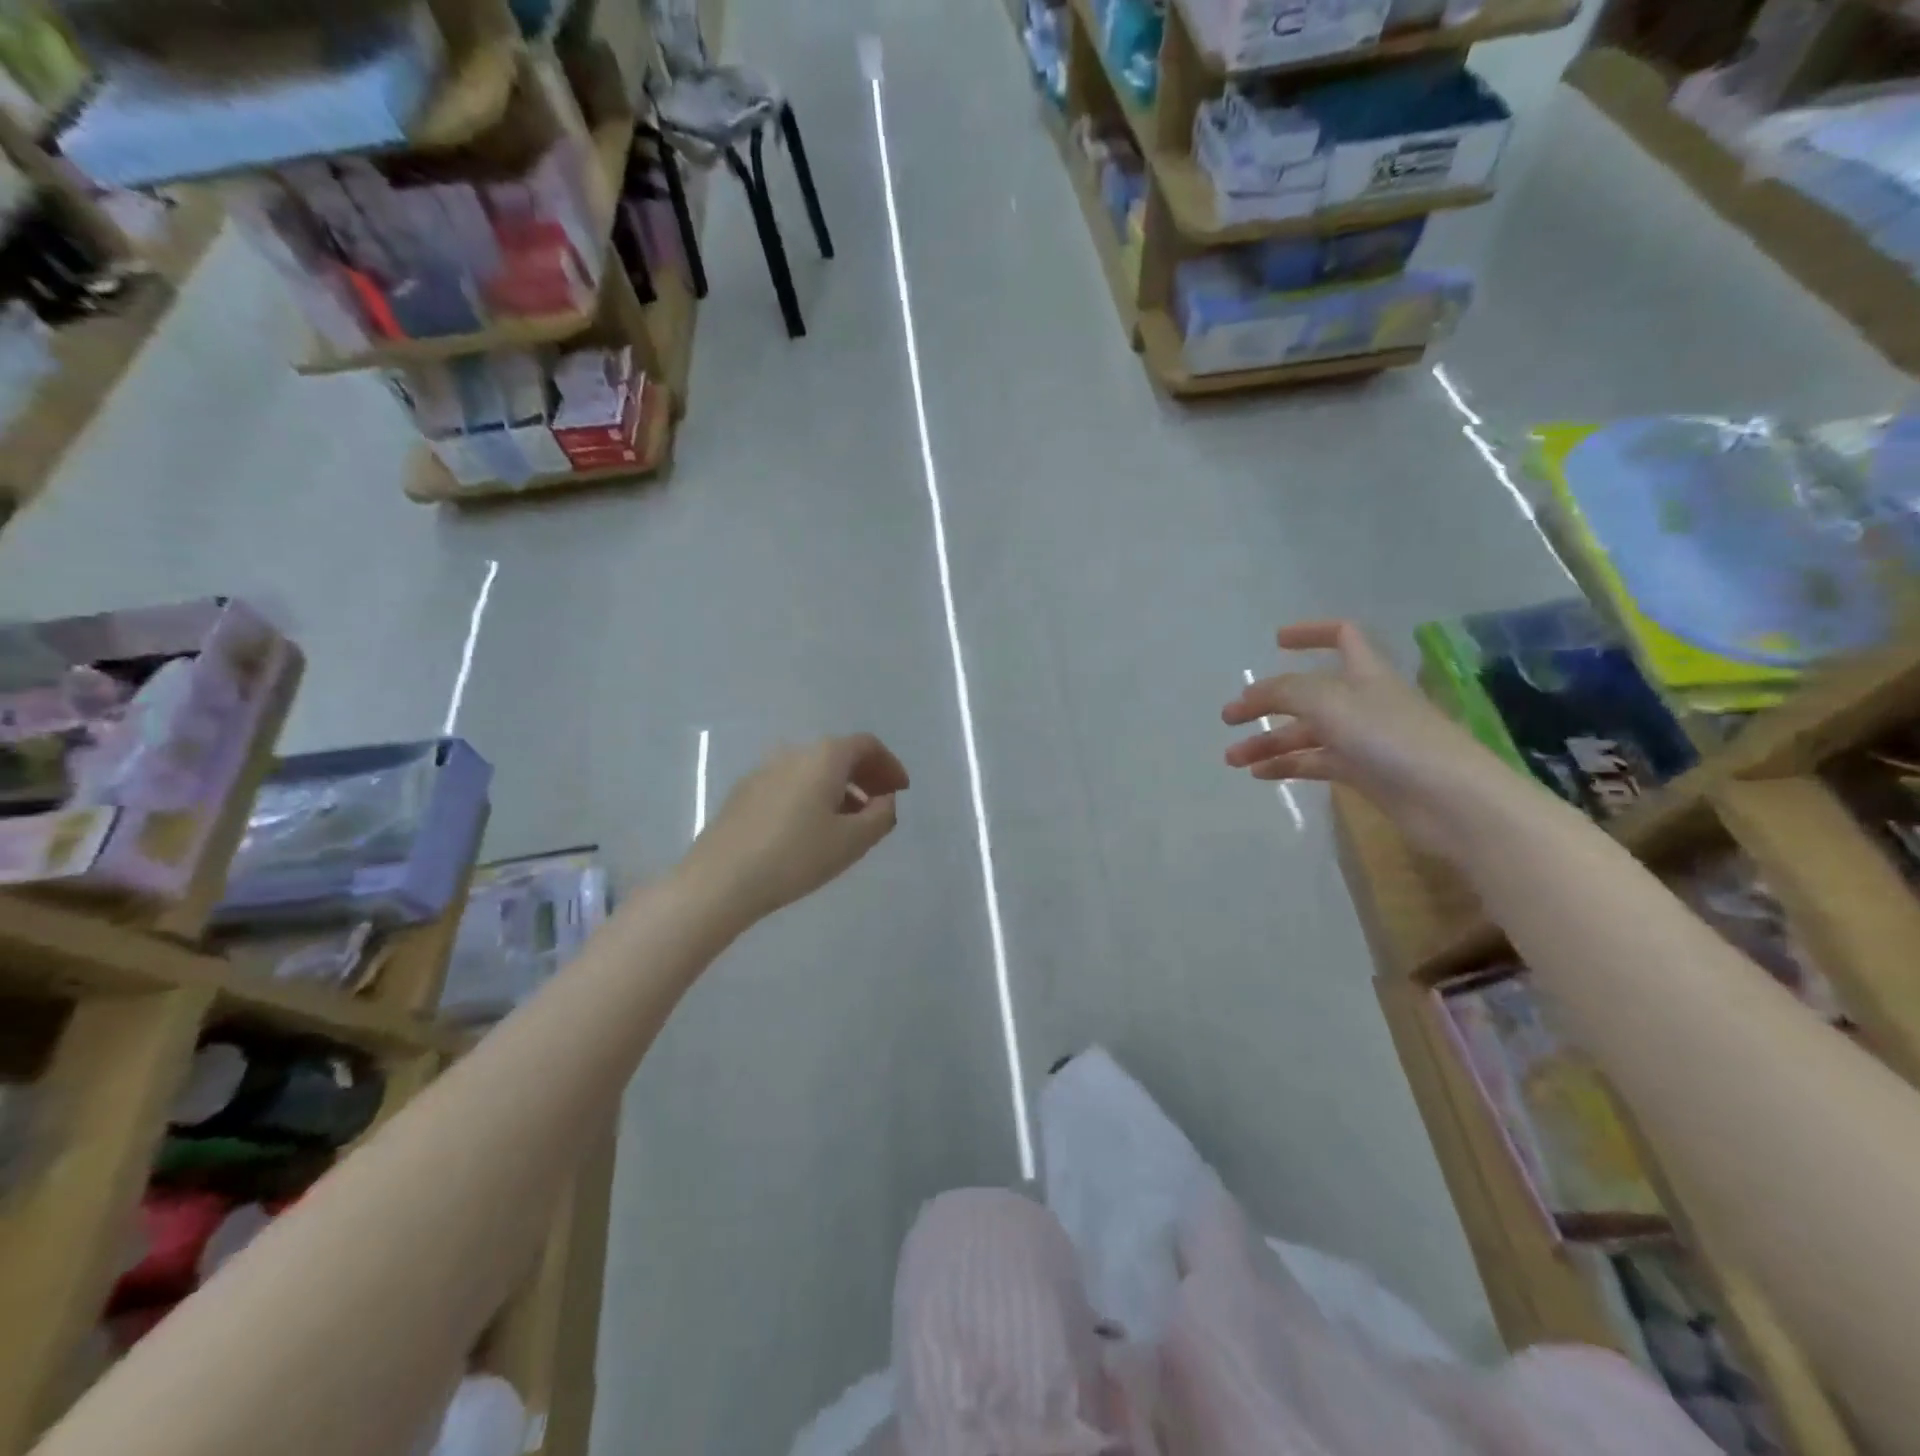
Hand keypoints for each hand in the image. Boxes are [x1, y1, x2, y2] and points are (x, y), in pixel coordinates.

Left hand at [681, 734, 909, 922]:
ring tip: (848, 823)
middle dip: (866, 776)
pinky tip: (810, 830)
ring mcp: (764, 770)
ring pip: (813, 770)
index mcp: (824, 756)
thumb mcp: (852, 841)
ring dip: (838, 788)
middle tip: (880, 805)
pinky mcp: (744, 792)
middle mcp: (794, 752)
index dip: (890, 765)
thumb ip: (881, 816)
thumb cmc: (796, 856)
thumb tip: (885, 799)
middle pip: (839, 754)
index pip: (867, 745)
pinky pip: (790, 784)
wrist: (720, 879)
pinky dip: (812, 796)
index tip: (901, 791)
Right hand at [1222, 621, 1507, 855]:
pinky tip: (1260, 775)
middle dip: (1267, 704)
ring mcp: (1365, 739)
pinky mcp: (1365, 774)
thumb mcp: (1327, 702)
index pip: (1342, 636)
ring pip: (1307, 733)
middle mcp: (1364, 701)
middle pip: (1308, 694)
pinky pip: (1316, 763)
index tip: (1276, 642)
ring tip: (1233, 759)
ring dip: (1269, 742)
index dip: (1310, 633)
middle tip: (1230, 719)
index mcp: (1364, 673)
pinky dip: (1287, 766)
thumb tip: (1250, 695)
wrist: (1449, 800)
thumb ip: (1283, 692)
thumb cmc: (1390, 738)